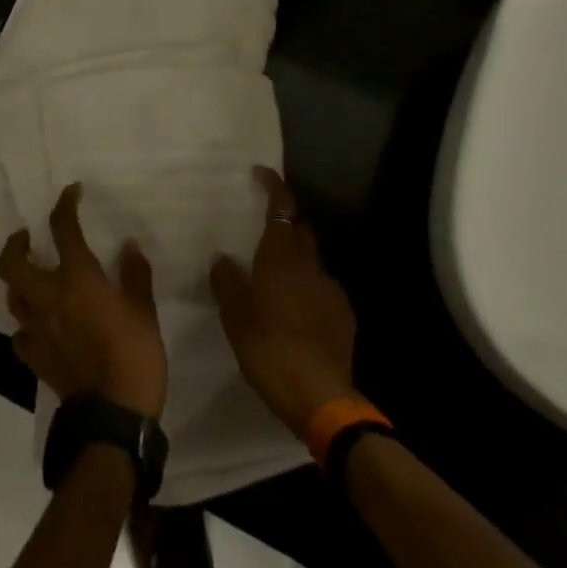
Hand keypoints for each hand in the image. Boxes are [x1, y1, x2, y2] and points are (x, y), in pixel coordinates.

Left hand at [0, 184, 167, 419]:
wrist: (113, 417)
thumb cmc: (135, 356)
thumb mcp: (145, 311)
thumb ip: (135, 275)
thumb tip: (129, 247)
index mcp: (78, 280)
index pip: (63, 230)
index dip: (65, 205)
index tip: (71, 192)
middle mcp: (49, 298)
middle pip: (12, 264)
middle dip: (15, 244)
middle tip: (27, 237)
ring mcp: (37, 330)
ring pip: (12, 297)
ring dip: (18, 282)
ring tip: (32, 277)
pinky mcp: (34, 358)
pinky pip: (20, 334)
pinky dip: (27, 324)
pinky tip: (39, 325)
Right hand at [210, 167, 357, 435]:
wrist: (319, 395)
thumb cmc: (268, 347)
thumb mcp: (235, 315)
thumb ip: (227, 281)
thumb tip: (222, 258)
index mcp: (282, 256)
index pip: (282, 207)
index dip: (274, 186)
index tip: (262, 172)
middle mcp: (310, 264)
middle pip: (300, 231)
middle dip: (284, 224)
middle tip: (262, 232)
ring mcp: (332, 290)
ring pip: (311, 262)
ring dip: (295, 262)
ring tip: (274, 280)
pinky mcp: (344, 316)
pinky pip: (322, 290)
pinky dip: (307, 290)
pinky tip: (295, 311)